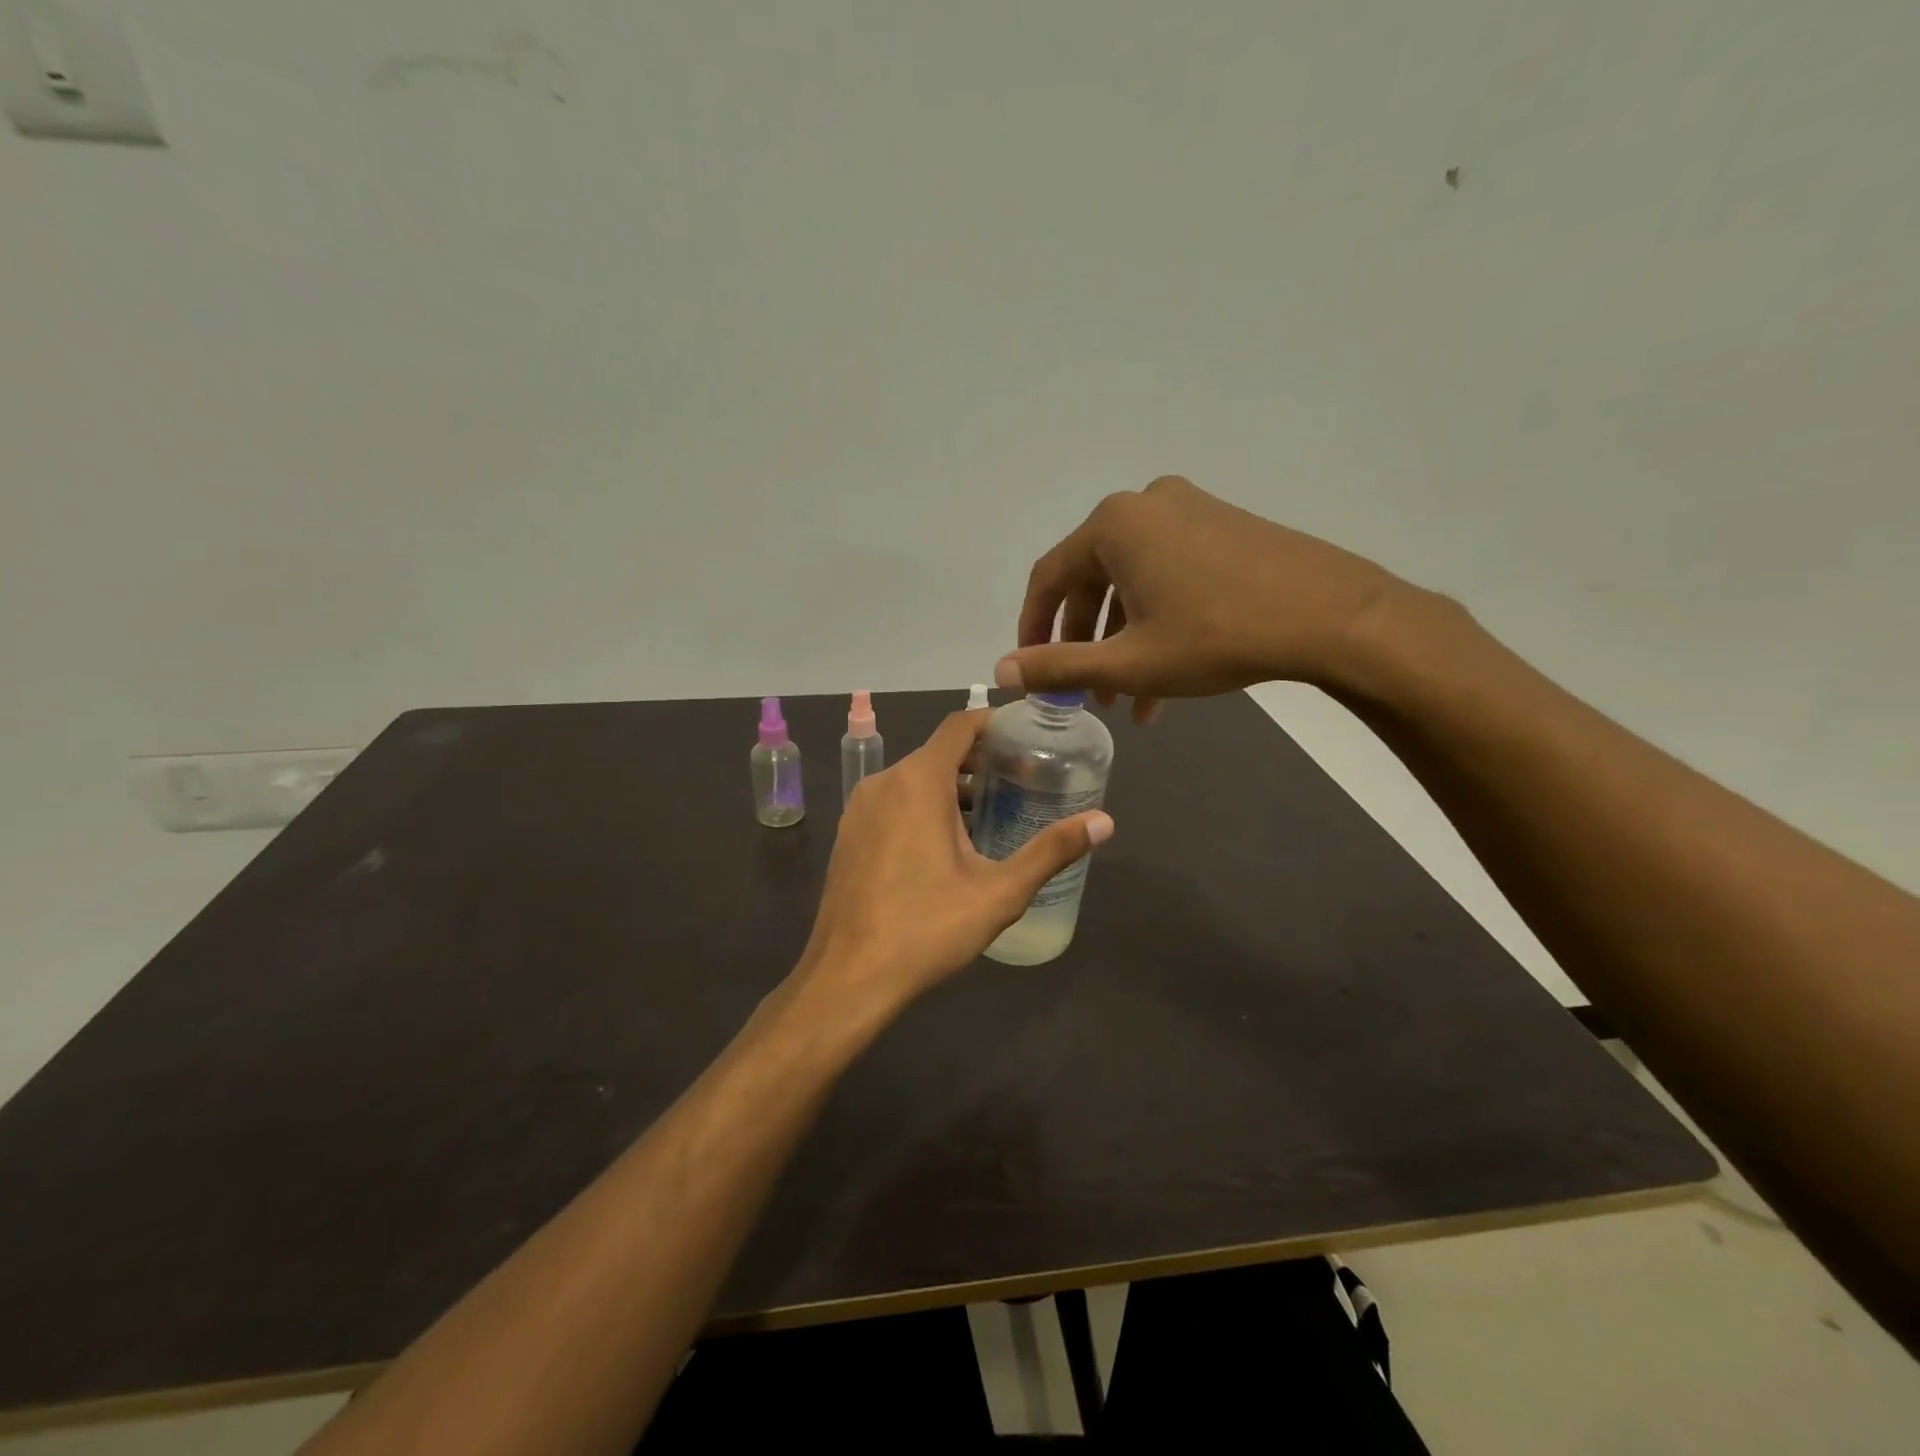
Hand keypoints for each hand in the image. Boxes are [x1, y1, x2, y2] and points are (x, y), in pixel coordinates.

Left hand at [795, 711, 1113, 1013]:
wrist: (848, 976)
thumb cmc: (926, 928)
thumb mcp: (999, 892)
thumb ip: (1051, 851)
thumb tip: (1105, 822)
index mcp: (918, 781)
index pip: (959, 726)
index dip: (994, 723)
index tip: (1026, 736)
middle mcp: (883, 782)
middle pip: (938, 752)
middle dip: (979, 761)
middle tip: (1020, 781)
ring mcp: (859, 808)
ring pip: (913, 779)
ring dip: (951, 787)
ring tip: (990, 814)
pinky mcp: (849, 834)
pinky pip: (892, 802)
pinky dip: (921, 806)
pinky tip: (946, 845)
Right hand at [997, 476, 1412, 719]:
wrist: (1332, 616)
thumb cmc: (1216, 636)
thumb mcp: (1128, 662)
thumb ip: (1058, 666)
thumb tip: (1000, 672)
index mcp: (1113, 525)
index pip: (1049, 578)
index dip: (1033, 628)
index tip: (1031, 668)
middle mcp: (1145, 506)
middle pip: (1092, 580)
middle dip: (1086, 643)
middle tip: (1088, 694)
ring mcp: (1189, 510)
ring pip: (1133, 583)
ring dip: (1124, 641)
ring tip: (1129, 700)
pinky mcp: (1224, 526)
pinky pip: (1169, 574)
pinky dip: (1157, 621)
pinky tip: (1167, 676)